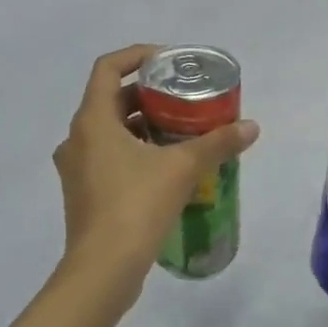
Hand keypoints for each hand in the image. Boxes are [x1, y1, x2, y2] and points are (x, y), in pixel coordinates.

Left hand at [52, 45, 259, 299]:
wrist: (103, 271)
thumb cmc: (136, 206)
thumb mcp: (183, 168)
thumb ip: (217, 143)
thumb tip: (251, 127)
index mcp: (93, 121)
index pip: (108, 68)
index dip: (137, 55)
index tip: (168, 61)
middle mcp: (77, 138)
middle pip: (111, 99)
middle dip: (149, 94)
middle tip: (184, 98)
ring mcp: (76, 168)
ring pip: (110, 130)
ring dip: (142, 124)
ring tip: (181, 130)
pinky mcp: (83, 192)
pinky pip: (108, 156)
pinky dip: (134, 150)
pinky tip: (166, 165)